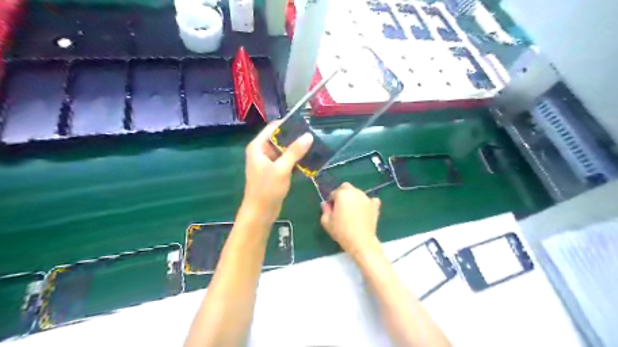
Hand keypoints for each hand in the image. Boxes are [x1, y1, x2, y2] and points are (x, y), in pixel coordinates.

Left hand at [243, 120, 313, 224]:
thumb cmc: (267, 189)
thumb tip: (309, 136)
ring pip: (285, 150)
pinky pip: (287, 160)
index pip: (273, 128)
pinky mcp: (275, 171)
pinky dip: (296, 159)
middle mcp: (262, 151)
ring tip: (314, 145)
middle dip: (295, 137)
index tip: (305, 124)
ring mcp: (269, 162)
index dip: (288, 124)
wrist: (260, 212)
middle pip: (280, 138)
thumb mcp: (281, 169)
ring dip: (297, 149)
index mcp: (258, 147)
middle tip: (313, 135)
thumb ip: (294, 152)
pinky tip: (309, 158)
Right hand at [321, 183, 378, 255]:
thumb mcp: (326, 222)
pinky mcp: (375, 205)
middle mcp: (354, 192)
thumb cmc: (341, 231)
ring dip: (353, 198)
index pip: (333, 193)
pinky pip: (371, 200)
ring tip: (352, 211)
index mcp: (341, 194)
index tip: (331, 210)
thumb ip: (325, 210)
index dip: (331, 201)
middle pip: (346, 188)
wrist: (361, 241)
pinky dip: (367, 203)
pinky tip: (365, 210)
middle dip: (342, 194)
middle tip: (341, 207)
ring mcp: (366, 198)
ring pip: (357, 193)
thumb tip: (325, 204)